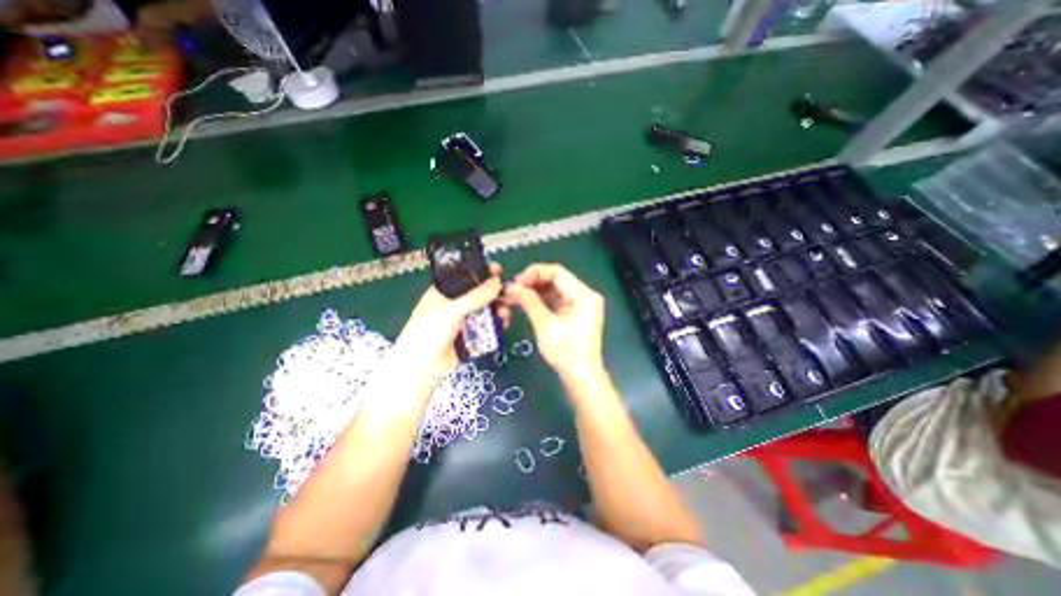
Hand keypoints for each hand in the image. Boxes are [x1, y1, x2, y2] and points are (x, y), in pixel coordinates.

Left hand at [396, 264, 506, 378]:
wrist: (422, 367)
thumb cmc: (429, 332)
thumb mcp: (451, 310)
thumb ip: (475, 296)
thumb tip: (497, 282)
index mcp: (443, 291)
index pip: (465, 275)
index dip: (481, 271)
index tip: (497, 270)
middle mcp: (454, 303)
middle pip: (478, 293)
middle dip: (494, 293)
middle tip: (508, 295)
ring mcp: (462, 320)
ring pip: (485, 310)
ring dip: (497, 309)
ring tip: (505, 313)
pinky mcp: (469, 335)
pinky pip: (486, 325)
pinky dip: (495, 324)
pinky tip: (503, 323)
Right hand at [503, 264, 599, 378]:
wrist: (581, 376)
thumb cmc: (565, 350)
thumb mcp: (545, 324)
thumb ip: (529, 301)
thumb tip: (511, 287)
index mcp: (583, 294)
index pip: (557, 272)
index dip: (534, 273)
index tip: (516, 282)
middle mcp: (585, 295)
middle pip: (557, 280)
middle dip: (533, 283)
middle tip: (513, 290)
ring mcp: (581, 305)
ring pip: (555, 290)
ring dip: (536, 292)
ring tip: (515, 297)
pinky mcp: (576, 314)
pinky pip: (557, 301)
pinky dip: (542, 301)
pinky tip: (526, 304)